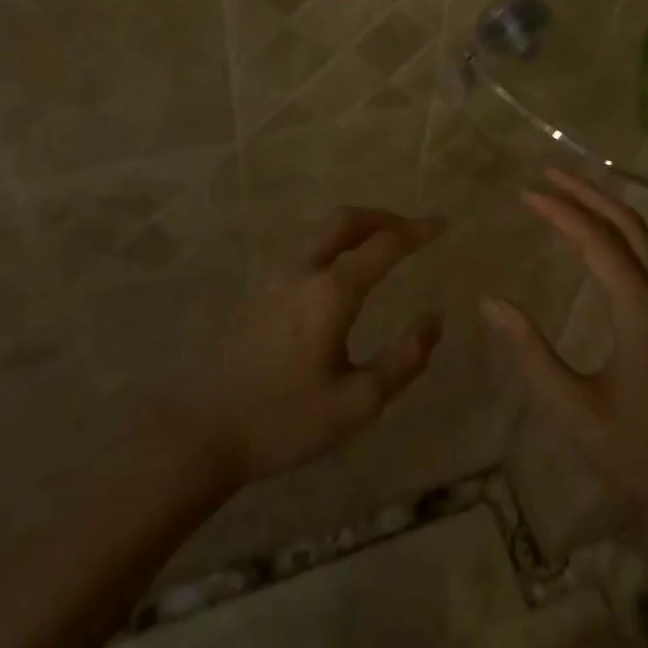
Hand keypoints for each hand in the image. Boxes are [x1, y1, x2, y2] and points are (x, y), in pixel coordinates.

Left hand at [185, 207, 444, 487]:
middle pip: (345, 219)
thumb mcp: (358, 402)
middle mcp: (303, 270)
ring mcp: (275, 276)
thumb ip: (405, 359)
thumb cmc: (286, 421)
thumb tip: (434, 319)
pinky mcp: (259, 290)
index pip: (384, 245)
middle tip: (411, 229)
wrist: (204, 431)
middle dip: (383, 216)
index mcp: (331, 293)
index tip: (442, 223)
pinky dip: (334, 241)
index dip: (416, 231)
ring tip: (382, 243)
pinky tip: (342, 268)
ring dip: (357, 226)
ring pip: (321, 229)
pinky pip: (305, 246)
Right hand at [480, 169, 647, 530]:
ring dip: (611, 207)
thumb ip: (532, 354)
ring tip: (575, 191)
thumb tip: (491, 303)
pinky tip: (613, 238)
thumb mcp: (576, 411)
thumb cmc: (643, 453)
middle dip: (588, 193)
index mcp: (641, 311)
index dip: (560, 212)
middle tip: (548, 172)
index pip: (597, 241)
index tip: (525, 193)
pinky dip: (629, 230)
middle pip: (629, 225)